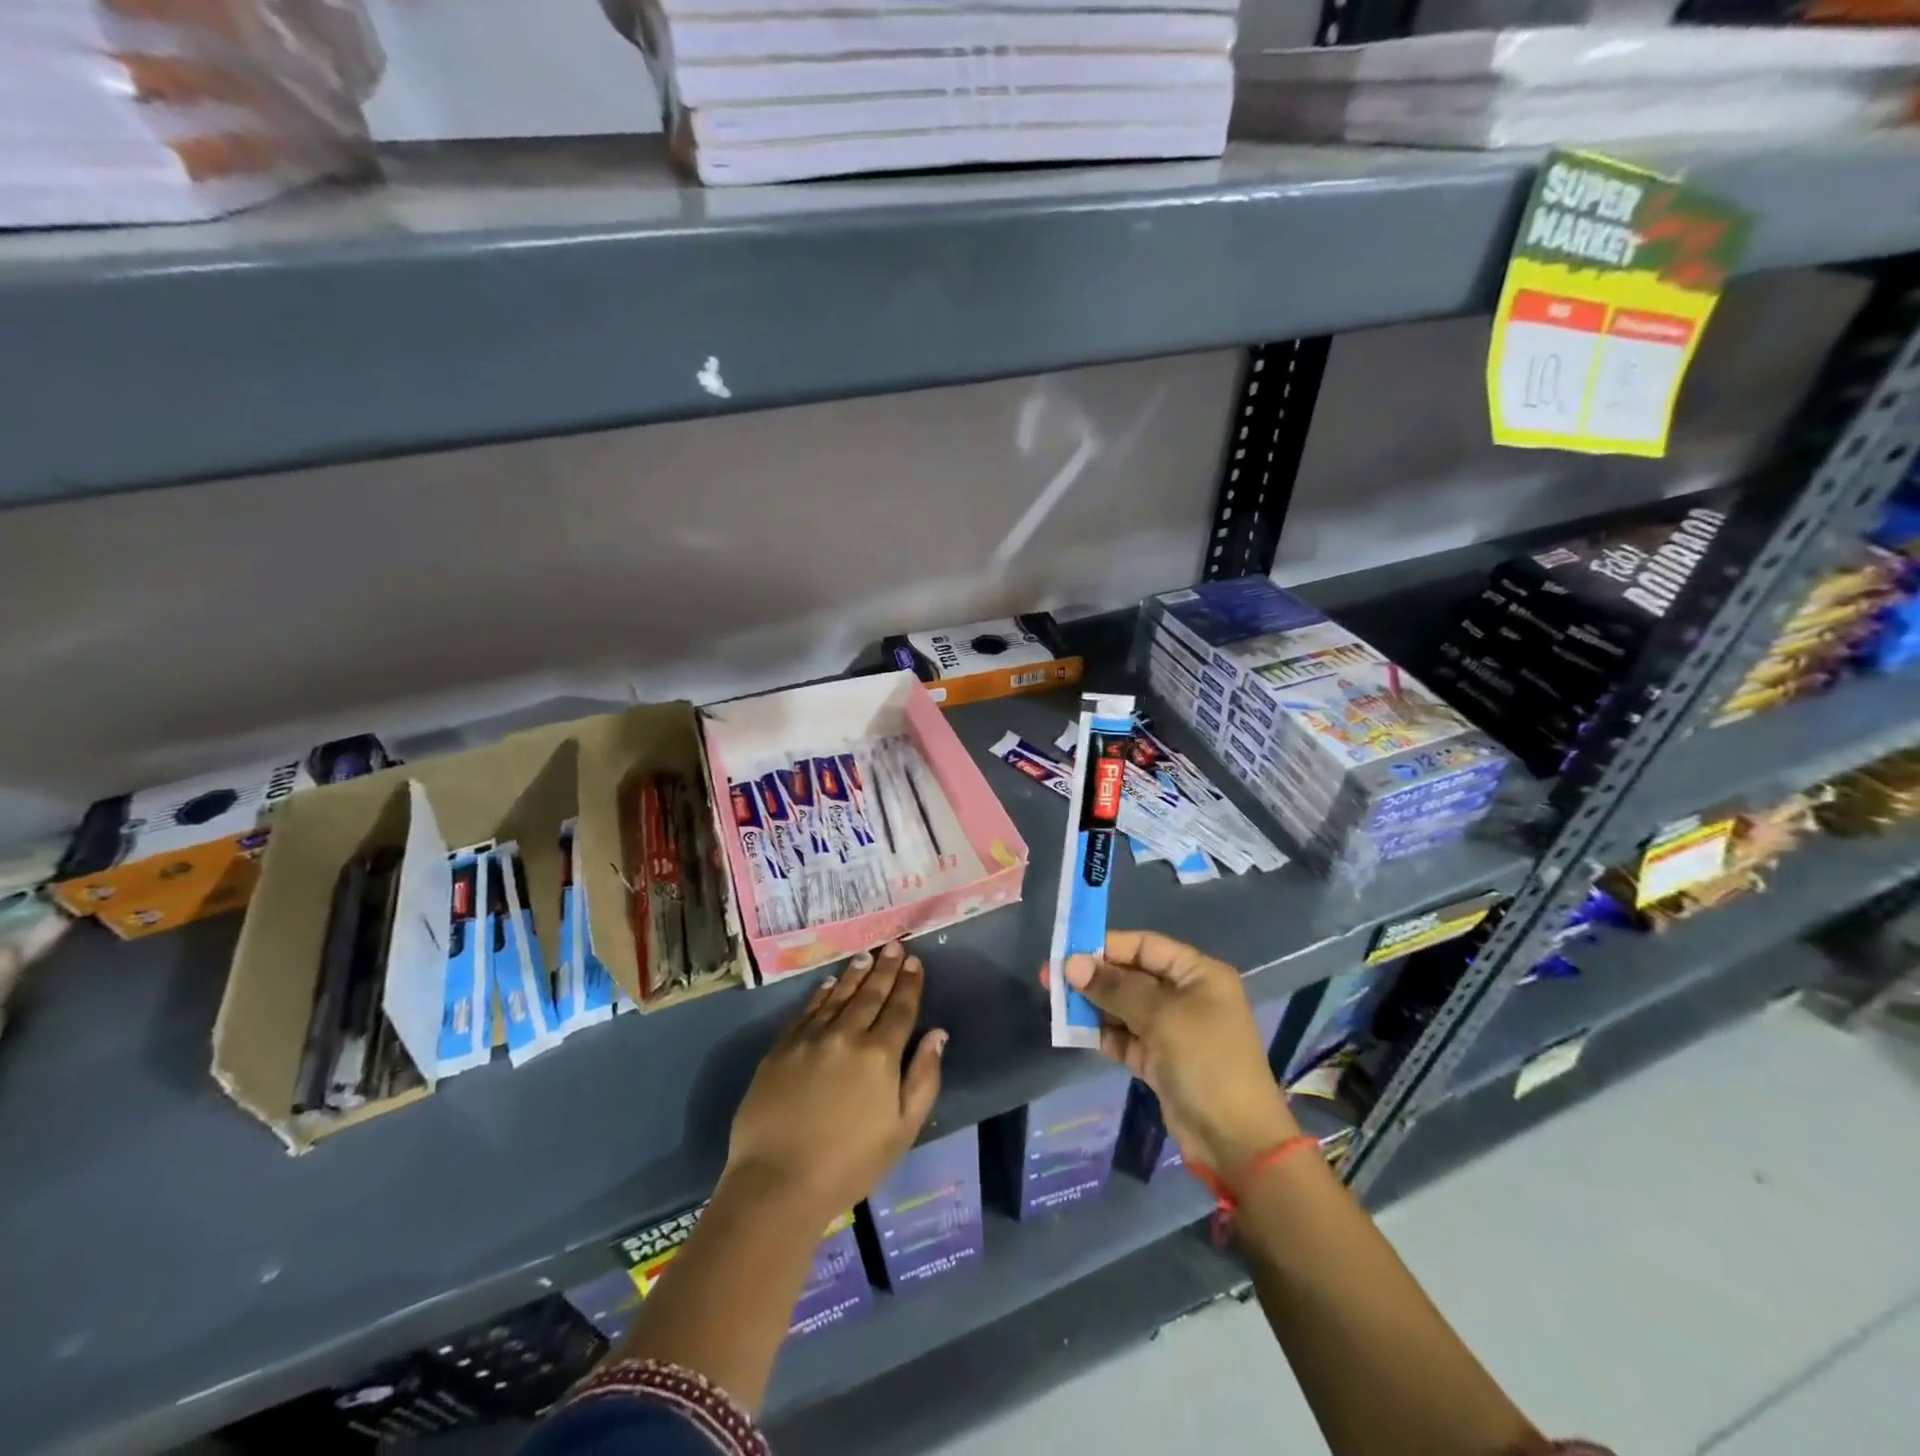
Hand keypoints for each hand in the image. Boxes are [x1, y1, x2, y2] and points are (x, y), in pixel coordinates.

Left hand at [725, 942, 945, 1223]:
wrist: (777, 1183)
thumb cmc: (849, 1164)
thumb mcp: (902, 1130)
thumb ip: (923, 1078)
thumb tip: (937, 1035)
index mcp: (880, 1055)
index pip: (900, 1009)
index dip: (909, 984)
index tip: (915, 962)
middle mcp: (846, 1035)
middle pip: (870, 994)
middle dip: (885, 968)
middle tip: (893, 945)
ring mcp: (810, 1038)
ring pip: (838, 996)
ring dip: (855, 974)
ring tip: (866, 956)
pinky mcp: (781, 1048)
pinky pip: (807, 1011)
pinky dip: (821, 994)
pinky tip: (829, 984)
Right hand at [1044, 930, 1296, 1171]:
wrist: (1236, 1141)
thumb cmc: (1205, 1061)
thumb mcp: (1160, 1016)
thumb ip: (1115, 987)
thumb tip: (1071, 964)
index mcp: (1198, 974)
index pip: (1145, 946)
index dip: (1107, 946)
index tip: (1068, 952)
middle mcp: (1186, 995)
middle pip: (1132, 976)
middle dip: (1095, 978)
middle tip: (1051, 979)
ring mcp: (1174, 1029)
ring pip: (1126, 1007)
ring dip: (1095, 1007)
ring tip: (1058, 1006)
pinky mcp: (1162, 1060)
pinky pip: (1127, 1037)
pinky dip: (1106, 1035)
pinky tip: (1079, 1035)